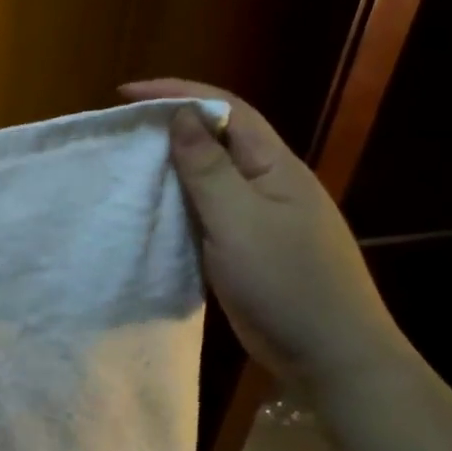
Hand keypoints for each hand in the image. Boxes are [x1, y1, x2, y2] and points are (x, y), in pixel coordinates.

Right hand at [120, 80, 408, 387]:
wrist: (330, 357)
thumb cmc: (286, 281)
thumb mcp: (239, 219)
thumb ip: (207, 167)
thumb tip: (181, 115)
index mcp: (275, 166)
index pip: (227, 110)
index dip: (178, 93)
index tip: (126, 94)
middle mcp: (268, 184)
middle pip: (217, 139)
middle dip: (171, 126)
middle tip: (122, 131)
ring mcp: (259, 218)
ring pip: (209, 178)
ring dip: (171, 166)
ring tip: (127, 165)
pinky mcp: (245, 249)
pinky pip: (205, 213)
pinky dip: (176, 204)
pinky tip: (151, 212)